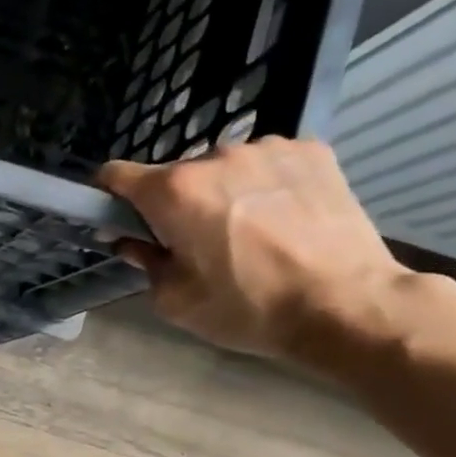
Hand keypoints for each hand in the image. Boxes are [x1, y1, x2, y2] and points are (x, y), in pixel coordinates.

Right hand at [96, 139, 413, 363]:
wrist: (346, 304)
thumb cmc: (249, 308)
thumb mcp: (176, 301)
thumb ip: (144, 263)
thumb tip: (132, 242)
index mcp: (174, 192)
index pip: (116, 174)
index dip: (109, 196)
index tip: (120, 220)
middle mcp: (215, 156)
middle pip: (175, 176)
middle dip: (176, 204)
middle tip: (198, 244)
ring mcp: (267, 147)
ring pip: (223, 169)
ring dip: (222, 193)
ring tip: (251, 233)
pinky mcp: (311, 150)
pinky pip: (267, 164)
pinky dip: (264, 185)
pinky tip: (284, 219)